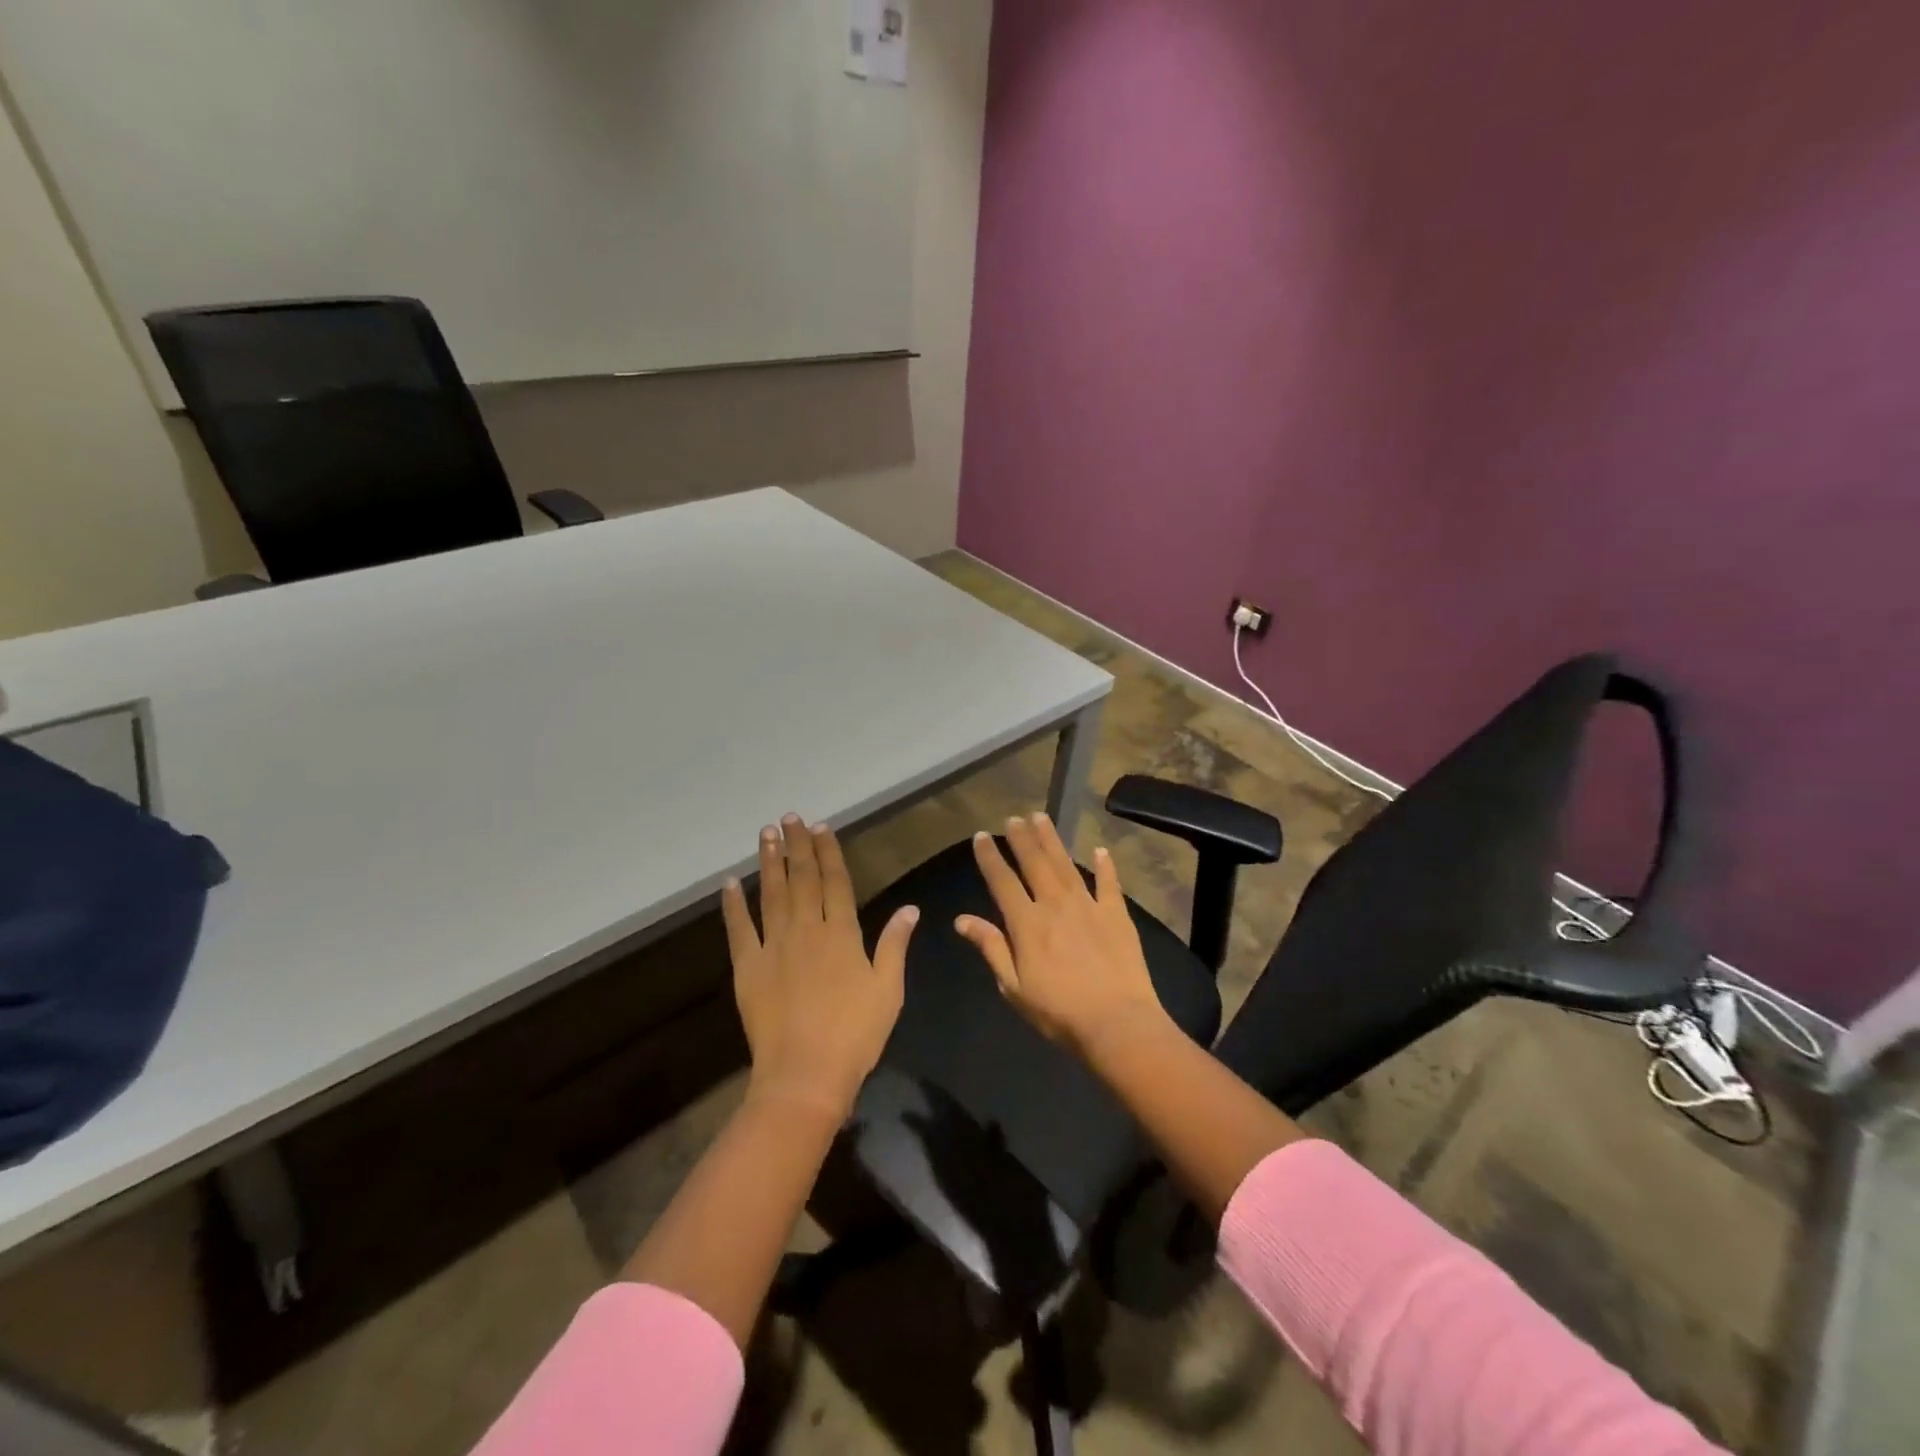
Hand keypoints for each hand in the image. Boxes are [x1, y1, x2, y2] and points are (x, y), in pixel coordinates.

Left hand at [721, 815, 918, 1119]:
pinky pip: (739, 929)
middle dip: (797, 846)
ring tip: (766, 833)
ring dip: (769, 862)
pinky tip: (729, 883)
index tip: (821, 826)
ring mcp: (774, 946)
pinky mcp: (748, 967)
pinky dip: (733, 905)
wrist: (806, 1073)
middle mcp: (807, 930)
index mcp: (842, 934)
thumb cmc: (856, 1033)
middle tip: (790, 817)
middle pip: (802, 879)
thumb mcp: (888, 989)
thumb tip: (910, 908)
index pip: (835, 881)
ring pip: (772, 894)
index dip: (829, 852)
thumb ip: (895, 944)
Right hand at [955, 813, 1168, 1054]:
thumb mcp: (1014, 987)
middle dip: (1021, 838)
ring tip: (1041, 818)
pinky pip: (1109, 883)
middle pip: (1035, 863)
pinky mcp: (1116, 914)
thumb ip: (991, 948)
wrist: (1117, 1023)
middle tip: (1013, 818)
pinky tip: (1101, 850)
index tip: (981, 837)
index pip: (1002, 881)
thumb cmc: (1058, 1012)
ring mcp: (1088, 906)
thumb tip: (962, 920)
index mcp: (1027, 923)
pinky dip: (1105, 866)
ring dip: (1052, 840)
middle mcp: (1055, 904)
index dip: (990, 857)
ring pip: (1066, 864)